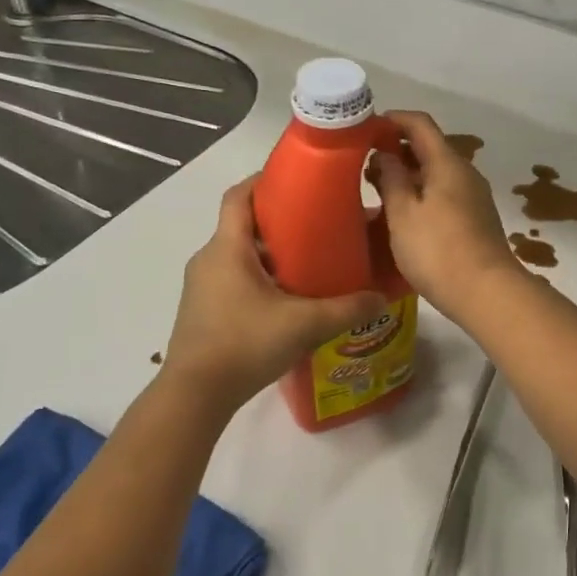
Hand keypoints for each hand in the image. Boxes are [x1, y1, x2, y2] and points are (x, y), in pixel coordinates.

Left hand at [159, 179, 386, 413]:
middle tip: (319, 225)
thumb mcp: (304, 324)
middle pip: (244, 225)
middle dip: (279, 221)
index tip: (298, 179)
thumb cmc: (244, 344)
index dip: (265, 180)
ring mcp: (203, 286)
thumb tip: (381, 297)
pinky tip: (288, 299)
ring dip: (271, 253)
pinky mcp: (204, 310)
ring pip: (240, 255)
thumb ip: (347, 308)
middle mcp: (210, 259)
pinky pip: (235, 279)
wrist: (194, 396)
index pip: (239, 195)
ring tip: (310, 263)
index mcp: (227, 248)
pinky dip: (261, 278)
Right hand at [370, 110, 522, 317]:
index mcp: (447, 163)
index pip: (420, 124)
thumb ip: (391, 179)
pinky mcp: (476, 219)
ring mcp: (474, 197)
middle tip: (363, 165)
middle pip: (430, 148)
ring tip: (377, 190)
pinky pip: (444, 194)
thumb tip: (386, 154)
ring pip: (437, 173)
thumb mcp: (403, 214)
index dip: (393, 120)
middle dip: (397, 150)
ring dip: (408, 175)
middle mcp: (465, 173)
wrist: (487, 292)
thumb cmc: (438, 250)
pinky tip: (403, 214)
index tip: (365, 129)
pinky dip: (422, 194)